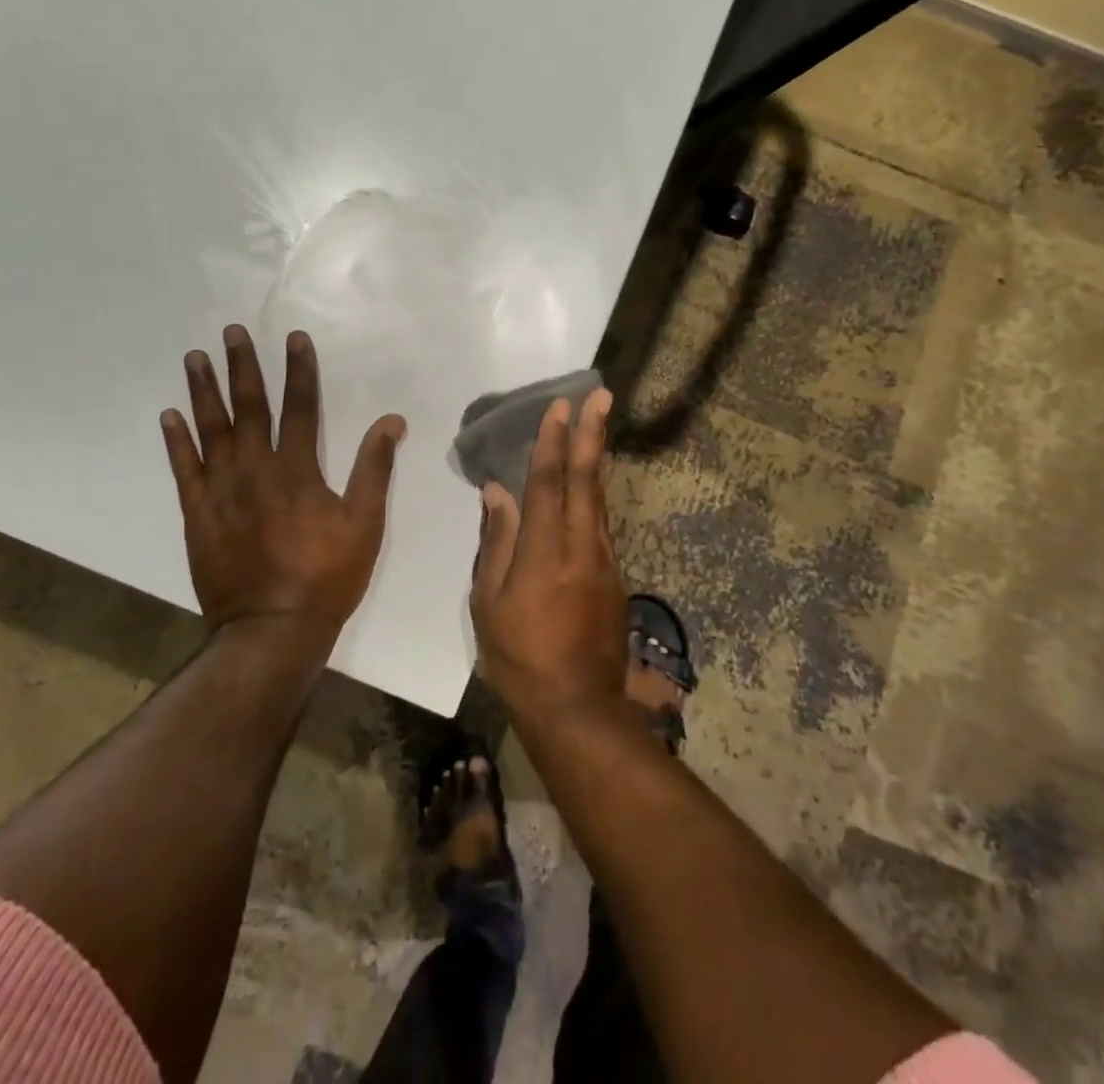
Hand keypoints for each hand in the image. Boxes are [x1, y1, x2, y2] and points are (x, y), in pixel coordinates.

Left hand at [161, 325, 405, 648]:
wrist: (272, 628)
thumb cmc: (327, 575)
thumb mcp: (365, 523)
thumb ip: (375, 468)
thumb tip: (391, 421)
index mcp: (297, 469)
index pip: (299, 406)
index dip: (299, 369)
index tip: (293, 337)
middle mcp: (255, 469)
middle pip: (248, 407)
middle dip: (242, 366)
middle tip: (230, 331)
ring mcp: (221, 490)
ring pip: (210, 430)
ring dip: (203, 391)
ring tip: (195, 357)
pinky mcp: (197, 514)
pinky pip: (183, 469)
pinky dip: (176, 441)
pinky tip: (170, 415)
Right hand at [470, 389, 628, 721]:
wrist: (578, 708)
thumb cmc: (519, 657)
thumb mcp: (489, 604)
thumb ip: (496, 543)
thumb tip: (497, 493)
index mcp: (544, 551)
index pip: (547, 483)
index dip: (552, 441)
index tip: (558, 406)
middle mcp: (581, 546)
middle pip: (586, 479)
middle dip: (592, 433)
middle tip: (602, 395)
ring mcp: (604, 561)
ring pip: (600, 499)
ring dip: (598, 458)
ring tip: (598, 427)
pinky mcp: (614, 578)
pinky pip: (602, 524)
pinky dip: (596, 494)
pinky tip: (591, 485)